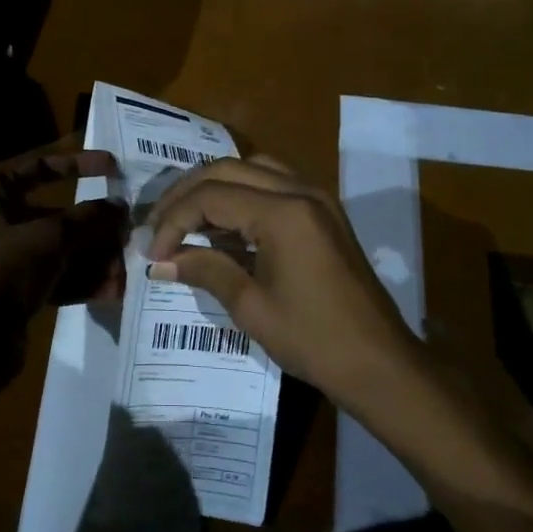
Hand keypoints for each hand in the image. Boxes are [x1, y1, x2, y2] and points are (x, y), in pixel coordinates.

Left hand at [0, 148, 127, 369]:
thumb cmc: (0, 269)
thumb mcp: (49, 236)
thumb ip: (88, 218)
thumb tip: (121, 206)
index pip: (39, 166)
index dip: (78, 165)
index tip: (115, 169)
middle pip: (55, 215)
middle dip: (94, 227)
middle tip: (130, 233)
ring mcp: (4, 258)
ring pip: (59, 249)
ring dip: (94, 258)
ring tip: (126, 270)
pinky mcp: (14, 292)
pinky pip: (55, 278)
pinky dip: (81, 281)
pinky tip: (112, 291)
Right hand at [146, 158, 419, 406]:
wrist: (379, 363)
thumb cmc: (314, 339)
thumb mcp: (251, 307)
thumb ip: (206, 270)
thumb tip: (162, 261)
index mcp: (283, 213)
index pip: (211, 196)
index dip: (173, 220)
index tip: (153, 252)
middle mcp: (301, 192)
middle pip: (228, 169)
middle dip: (186, 194)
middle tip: (157, 224)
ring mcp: (317, 198)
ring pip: (252, 168)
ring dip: (214, 186)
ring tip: (185, 216)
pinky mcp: (324, 212)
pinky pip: (274, 183)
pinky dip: (242, 192)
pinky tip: (223, 221)